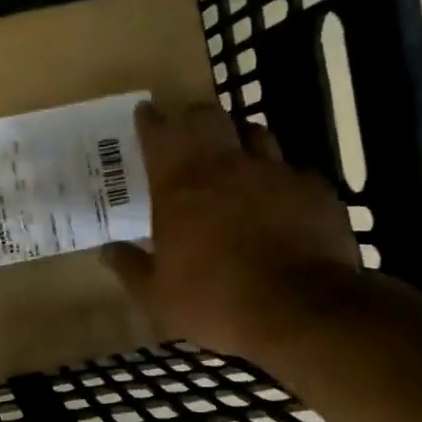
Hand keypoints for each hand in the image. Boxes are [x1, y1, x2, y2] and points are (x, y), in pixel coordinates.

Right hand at [102, 101, 359, 362]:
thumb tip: (107, 251)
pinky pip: (293, 168)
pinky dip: (280, 174)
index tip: (145, 112)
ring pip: (254, 132)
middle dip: (193, 117)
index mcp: (179, 185)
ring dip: (239, 137)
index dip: (150, 120)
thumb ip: (130, 267)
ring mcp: (274, 173)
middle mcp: (225, 166)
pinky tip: (280, 193)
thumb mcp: (157, 296)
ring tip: (234, 153)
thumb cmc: (215, 300)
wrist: (300, 310)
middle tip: (187, 128)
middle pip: (208, 117)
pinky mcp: (314, 189)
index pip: (159, 133)